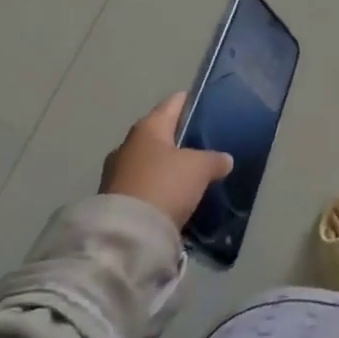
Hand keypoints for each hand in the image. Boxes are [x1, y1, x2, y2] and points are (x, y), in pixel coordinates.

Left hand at [99, 93, 231, 229]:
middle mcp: (128, 144)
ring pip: (151, 161)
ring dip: (168, 167)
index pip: (174, 103)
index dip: (192, 102)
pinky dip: (158, 188)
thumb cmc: (165, 185)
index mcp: (148, 127)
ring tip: (192, 175)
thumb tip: (225, 160)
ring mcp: (116, 173)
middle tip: (205, 146)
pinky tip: (174, 198)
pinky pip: (143, 185)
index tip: (209, 107)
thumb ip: (215, 159)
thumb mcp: (200, 168)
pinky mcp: (113, 200)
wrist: (127, 235)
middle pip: (161, 133)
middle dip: (180, 139)